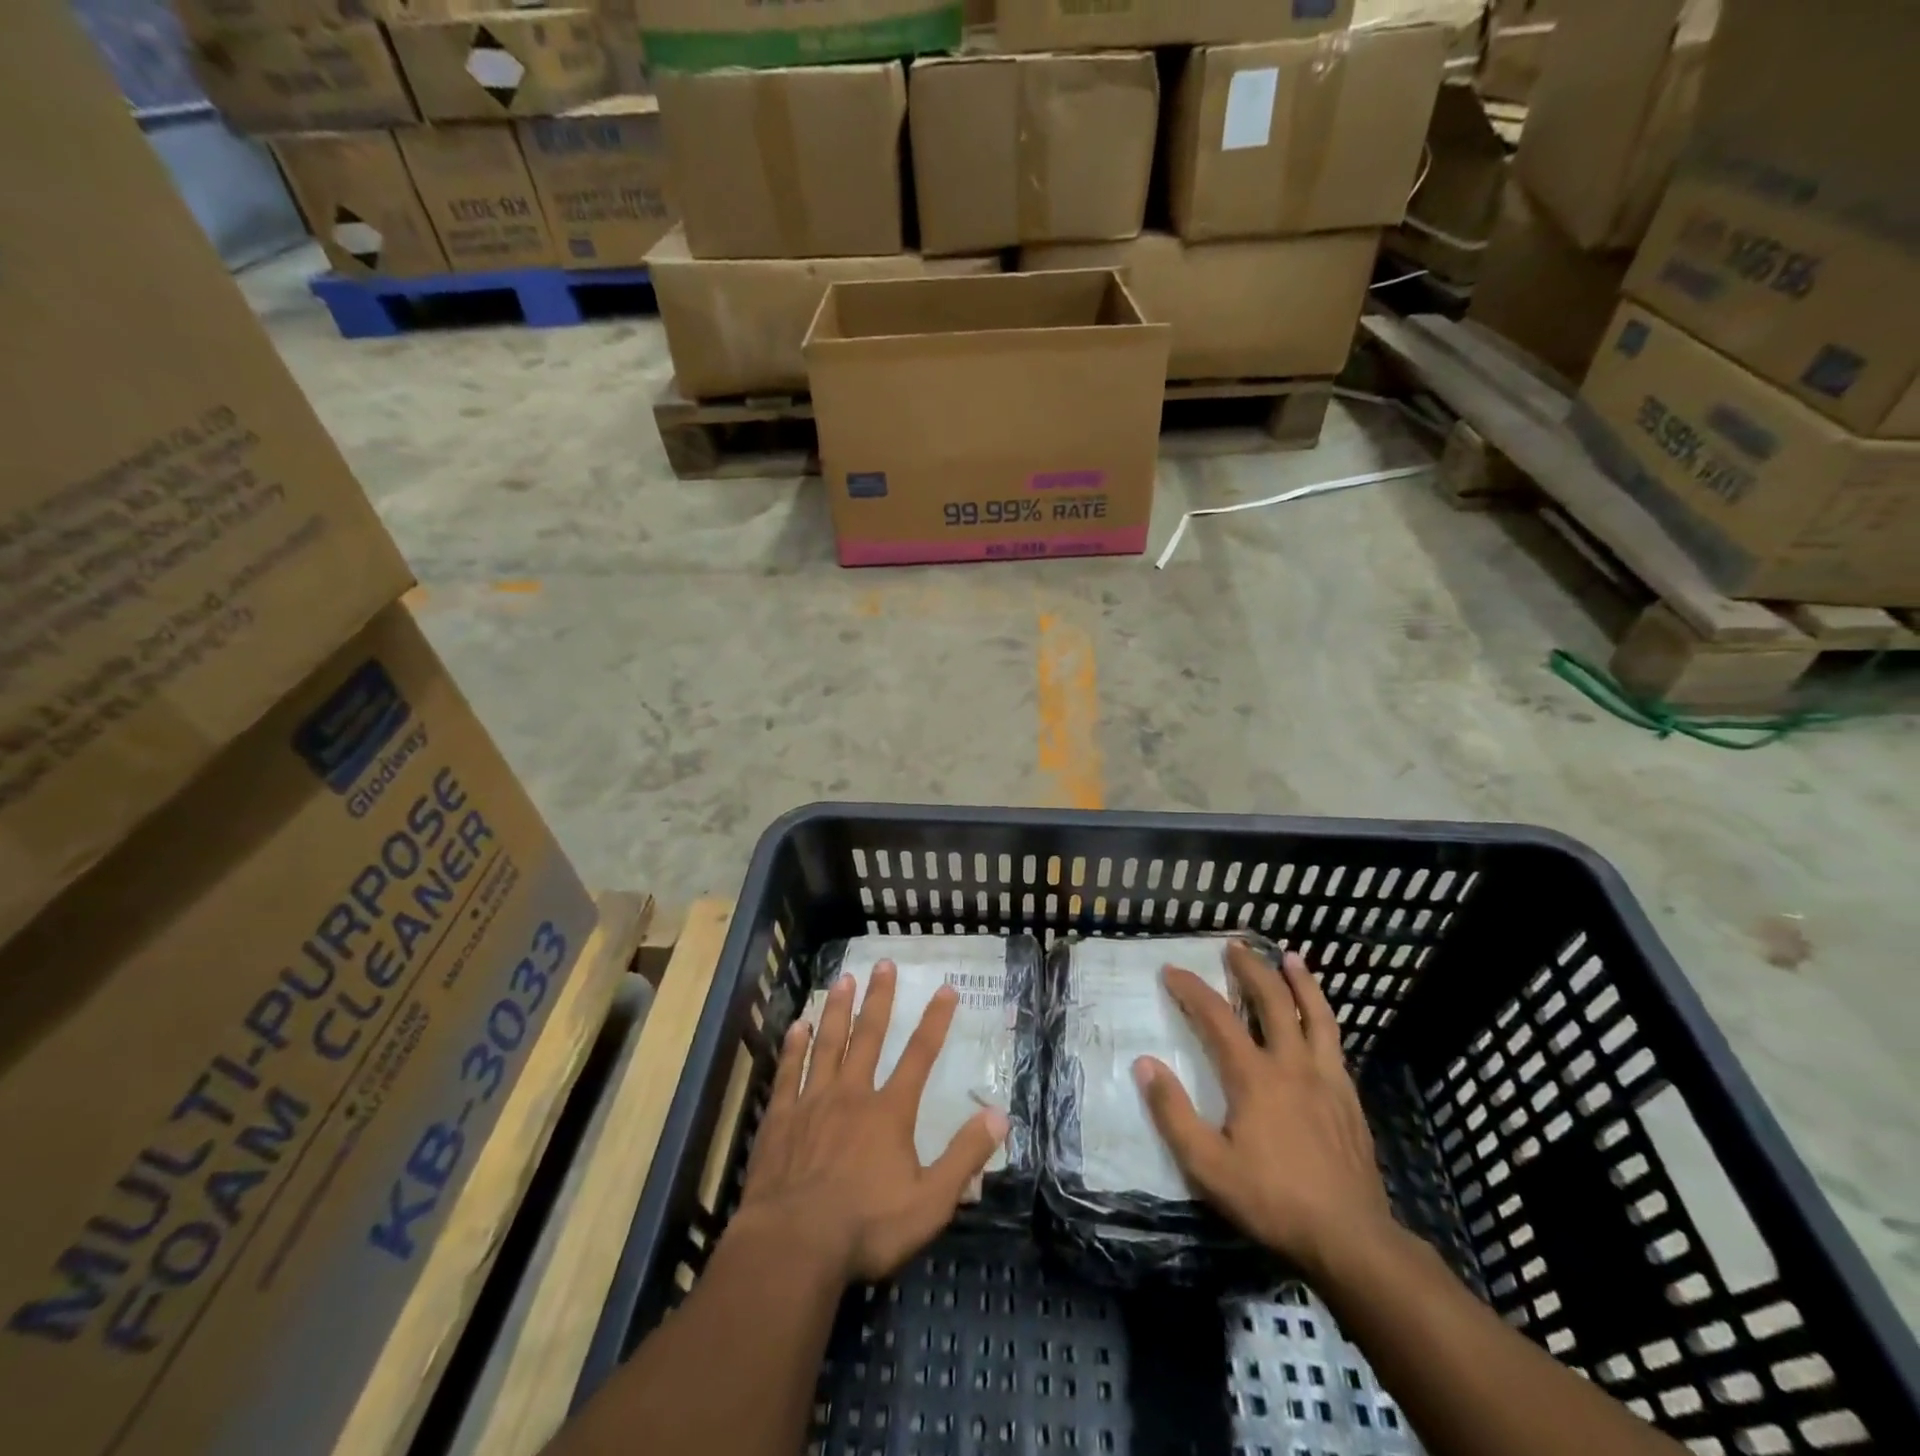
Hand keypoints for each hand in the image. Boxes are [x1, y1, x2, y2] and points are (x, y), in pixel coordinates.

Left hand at [736, 961, 1008, 1284]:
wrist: (793, 1246)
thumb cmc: (866, 1227)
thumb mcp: (930, 1202)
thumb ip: (964, 1157)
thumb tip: (1000, 1115)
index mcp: (889, 1111)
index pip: (920, 1055)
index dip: (935, 1020)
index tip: (946, 988)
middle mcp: (852, 1094)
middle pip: (869, 1036)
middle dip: (879, 998)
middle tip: (883, 964)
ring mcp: (812, 1103)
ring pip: (827, 1044)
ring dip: (837, 1010)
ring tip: (842, 979)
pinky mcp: (780, 1119)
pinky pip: (789, 1072)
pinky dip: (794, 1047)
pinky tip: (797, 1025)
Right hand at [1134, 941, 1395, 1278]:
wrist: (1351, 1239)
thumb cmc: (1272, 1200)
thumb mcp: (1208, 1166)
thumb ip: (1173, 1113)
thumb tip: (1144, 1064)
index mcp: (1254, 1077)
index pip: (1216, 1017)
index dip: (1192, 989)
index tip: (1172, 970)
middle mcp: (1291, 1065)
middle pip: (1272, 1001)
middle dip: (1251, 969)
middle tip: (1234, 947)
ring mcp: (1326, 1079)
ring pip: (1316, 1015)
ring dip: (1301, 982)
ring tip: (1291, 957)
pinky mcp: (1349, 1098)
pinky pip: (1335, 1042)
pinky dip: (1323, 1017)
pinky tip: (1320, 1018)